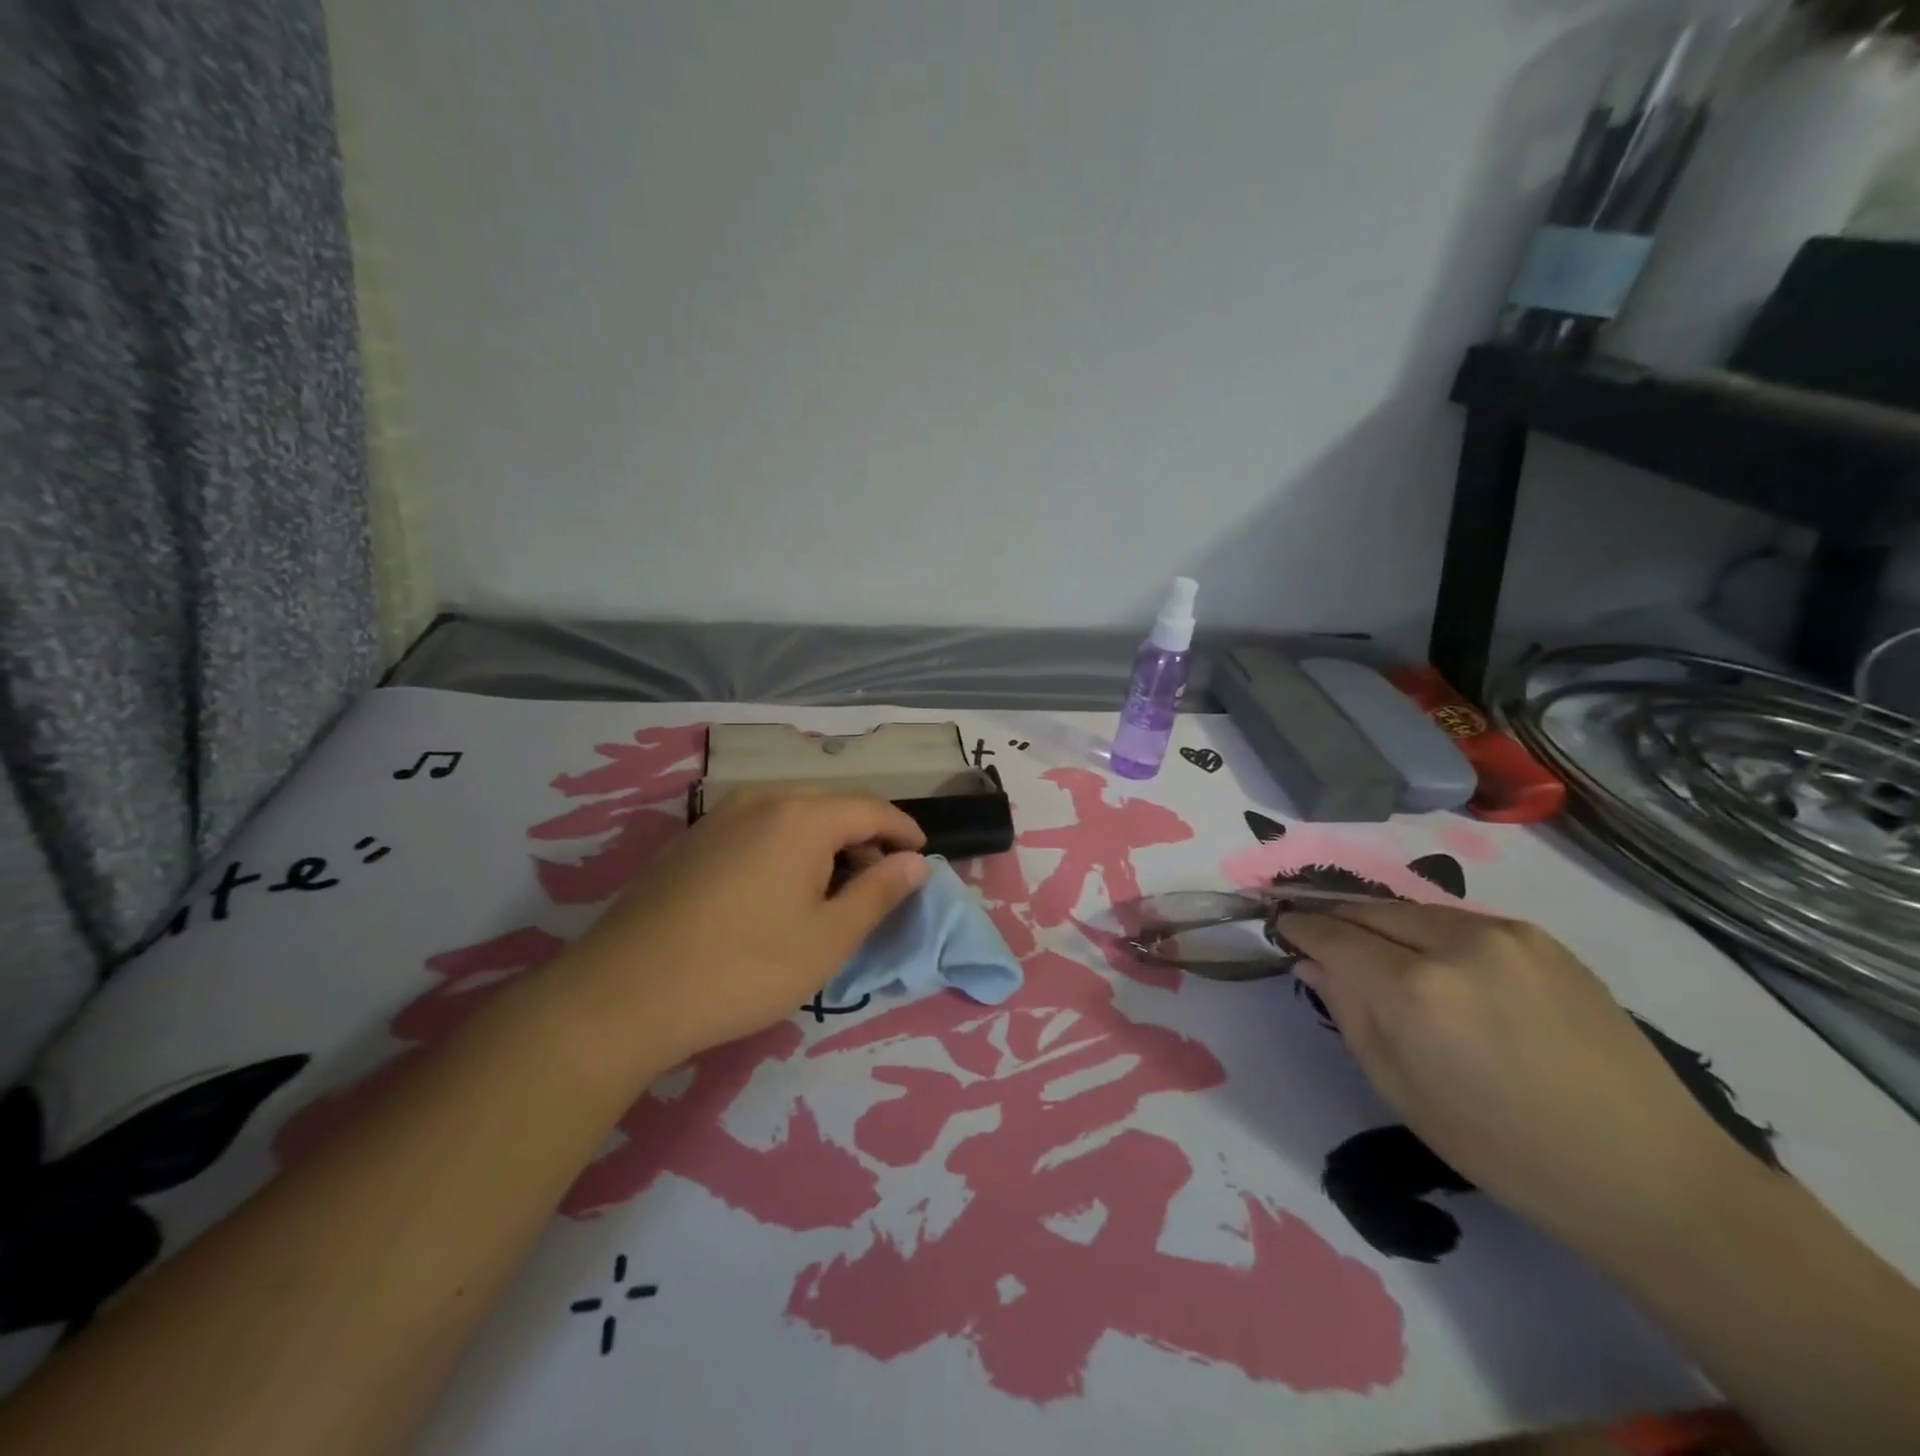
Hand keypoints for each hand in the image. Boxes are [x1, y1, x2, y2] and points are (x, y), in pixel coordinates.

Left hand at [569, 790, 927, 1069]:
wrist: (623, 994)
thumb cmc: (743, 968)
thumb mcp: (828, 938)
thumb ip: (879, 892)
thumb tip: (915, 861)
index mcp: (802, 815)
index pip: (872, 808)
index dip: (904, 830)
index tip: (924, 856)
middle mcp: (761, 799)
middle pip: (831, 805)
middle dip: (865, 836)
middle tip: (881, 879)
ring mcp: (719, 816)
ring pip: (792, 814)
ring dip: (825, 841)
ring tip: (834, 887)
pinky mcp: (691, 839)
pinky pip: (757, 827)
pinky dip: (787, 846)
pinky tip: (780, 887)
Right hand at [1274, 901, 1759, 1253]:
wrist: (1647, 1172)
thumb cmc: (1504, 1148)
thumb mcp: (1400, 1090)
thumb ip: (1348, 1013)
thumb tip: (1311, 962)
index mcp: (1414, 989)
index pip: (1331, 934)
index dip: (1297, 927)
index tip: (1280, 928)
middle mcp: (1454, 943)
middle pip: (1367, 909)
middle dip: (1333, 918)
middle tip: (1315, 935)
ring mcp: (1503, 933)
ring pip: (1411, 909)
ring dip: (1380, 923)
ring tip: (1372, 949)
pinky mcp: (1540, 937)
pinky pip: (1458, 921)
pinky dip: (1428, 932)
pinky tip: (1435, 963)